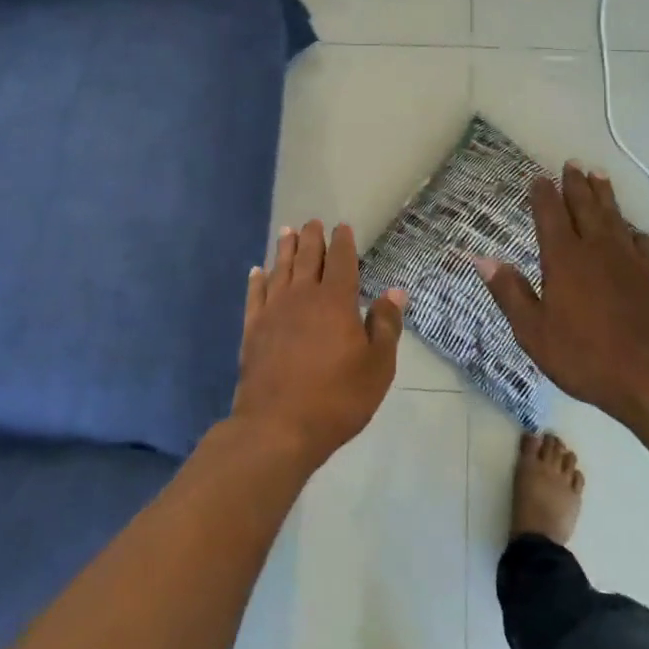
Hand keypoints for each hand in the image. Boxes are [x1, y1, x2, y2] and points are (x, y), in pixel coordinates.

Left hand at [232, 220, 405, 471]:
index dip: (342, 242)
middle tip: (312, 222)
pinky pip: (255, 295)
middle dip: (311, 238)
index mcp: (336, 301)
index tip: (342, 227)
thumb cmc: (337, 397)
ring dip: (284, 249)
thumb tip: (396, 291)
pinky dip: (257, 280)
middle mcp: (302, 296)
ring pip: (279, 270)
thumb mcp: (377, 366)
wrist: (278, 427)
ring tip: (286, 232)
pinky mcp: (252, 330)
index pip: (340, 260)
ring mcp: (273, 311)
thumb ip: (386, 325)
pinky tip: (257, 272)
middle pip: (307, 257)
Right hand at [476, 163, 648, 421]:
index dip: (543, 195)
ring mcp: (627, 261)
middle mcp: (596, 250)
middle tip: (572, 164)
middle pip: (585, 207)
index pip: (550, 215)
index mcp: (564, 259)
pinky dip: (632, 230)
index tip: (538, 178)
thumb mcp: (533, 331)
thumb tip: (483, 259)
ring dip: (604, 195)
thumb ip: (510, 292)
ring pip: (614, 217)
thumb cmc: (584, 356)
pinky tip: (631, 229)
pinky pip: (640, 242)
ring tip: (598, 176)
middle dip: (575, 185)